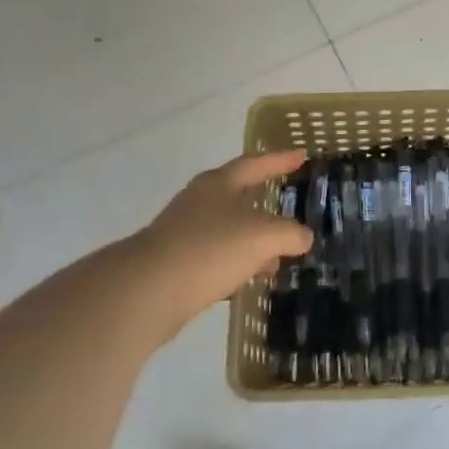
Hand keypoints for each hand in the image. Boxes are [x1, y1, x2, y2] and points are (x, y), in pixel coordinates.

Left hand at [134, 150, 313, 329]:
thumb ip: (289, 234)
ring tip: (276, 260)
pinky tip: (246, 281)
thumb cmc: (208, 249)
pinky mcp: (173, 263)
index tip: (302, 155)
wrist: (145, 292)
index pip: (255, 163)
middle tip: (289, 210)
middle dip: (265, 206)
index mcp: (219, 183)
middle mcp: (199, 201)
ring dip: (252, 241)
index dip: (280, 159)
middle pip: (238, 195)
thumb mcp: (261, 237)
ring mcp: (183, 231)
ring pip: (227, 230)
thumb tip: (304, 236)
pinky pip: (213, 257)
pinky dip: (235, 264)